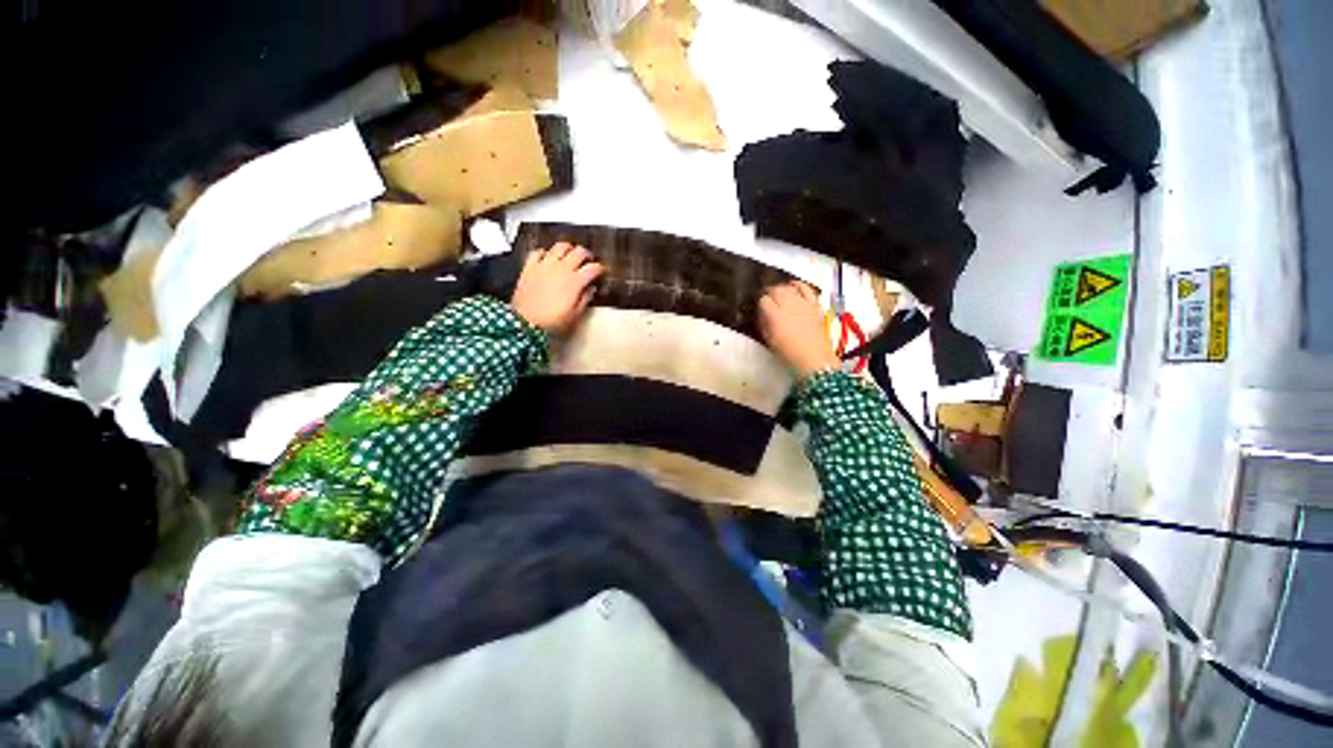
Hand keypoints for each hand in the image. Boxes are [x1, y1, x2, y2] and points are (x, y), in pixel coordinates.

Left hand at [512, 242, 604, 333]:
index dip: (600, 268)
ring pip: (560, 246)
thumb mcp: (574, 314)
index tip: (602, 271)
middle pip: (579, 252)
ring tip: (569, 255)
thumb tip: (591, 288)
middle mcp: (562, 268)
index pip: (593, 268)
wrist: (526, 321)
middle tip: (587, 260)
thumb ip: (585, 299)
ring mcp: (545, 265)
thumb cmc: (553, 321)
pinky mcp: (530, 266)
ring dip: (568, 249)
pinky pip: (538, 251)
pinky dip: (545, 253)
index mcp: (575, 281)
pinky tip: (547, 259)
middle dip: (586, 254)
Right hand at [758, 281, 839, 377]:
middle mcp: (788, 305)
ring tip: (778, 293)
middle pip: (775, 290)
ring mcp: (802, 303)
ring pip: (788, 287)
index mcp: (774, 315)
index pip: (763, 300)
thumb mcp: (769, 340)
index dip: (760, 304)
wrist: (813, 359)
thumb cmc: (788, 353)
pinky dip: (798, 285)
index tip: (759, 309)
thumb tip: (762, 314)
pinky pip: (805, 288)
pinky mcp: (813, 304)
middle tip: (766, 300)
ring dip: (781, 288)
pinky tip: (794, 286)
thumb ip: (764, 323)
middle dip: (769, 294)